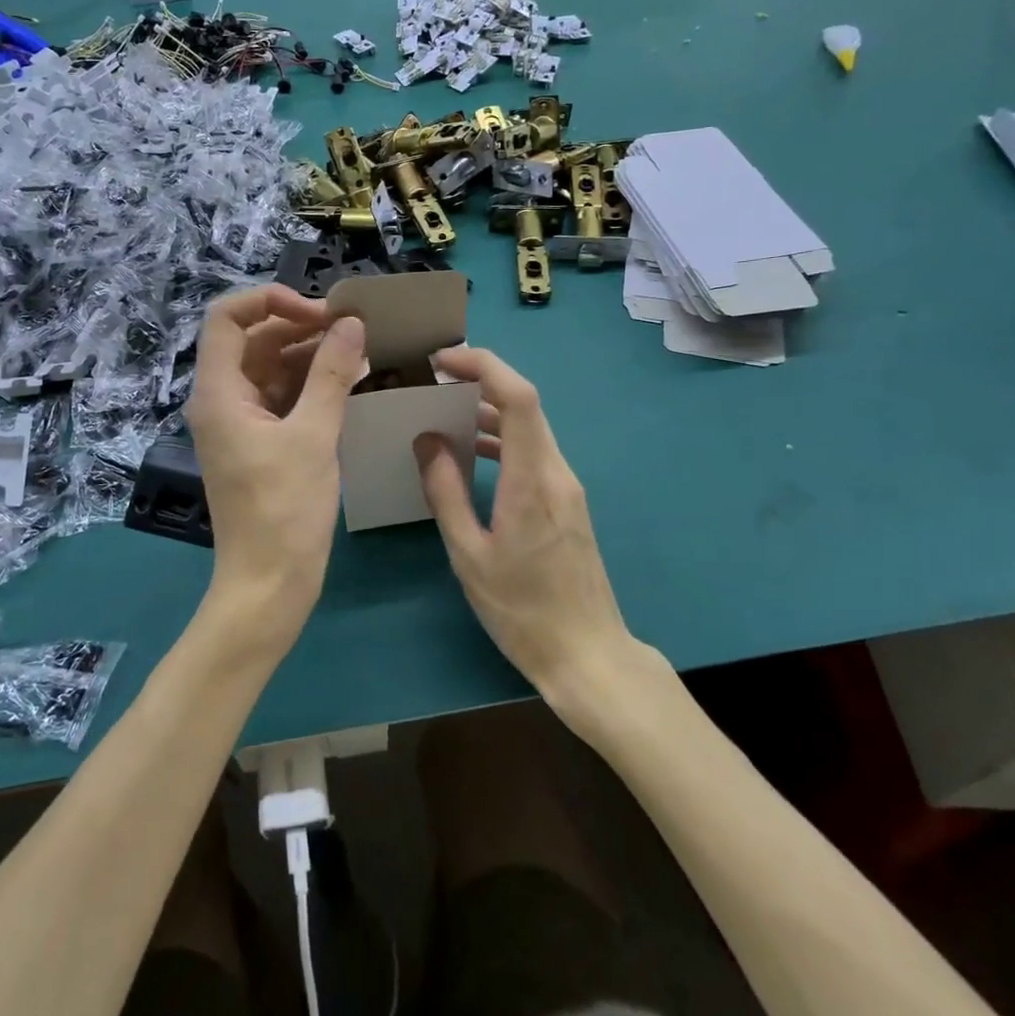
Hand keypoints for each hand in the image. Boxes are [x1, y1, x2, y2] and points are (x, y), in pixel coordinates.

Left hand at [184, 285, 365, 655]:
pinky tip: (351, 382)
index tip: (318, 312)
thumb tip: (351, 323)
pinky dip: (313, 384)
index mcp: (219, 392)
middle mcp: (223, 399)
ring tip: (360, 351)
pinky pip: (284, 396)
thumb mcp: (313, 436)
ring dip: (311, 354)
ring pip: (272, 367)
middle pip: (253, 339)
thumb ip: (331, 374)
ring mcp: (241, 422)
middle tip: (351, 329)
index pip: (227, 317)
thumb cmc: (285, 510)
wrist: (269, 584)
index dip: (269, 300)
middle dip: (300, 326)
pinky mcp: (261, 442)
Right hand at [414, 347, 633, 697]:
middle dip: (480, 380)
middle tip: (434, 380)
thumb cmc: (522, 610)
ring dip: (490, 410)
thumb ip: (446, 492)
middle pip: (525, 403)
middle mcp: (556, 471)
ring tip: (445, 410)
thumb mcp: (469, 554)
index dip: (484, 365)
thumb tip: (427, 440)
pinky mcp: (567, 500)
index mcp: (532, 480)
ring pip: (530, 426)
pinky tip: (473, 452)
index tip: (442, 360)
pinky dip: (503, 439)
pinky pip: (533, 451)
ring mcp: (567, 485)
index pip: (518, 397)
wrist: (587, 654)